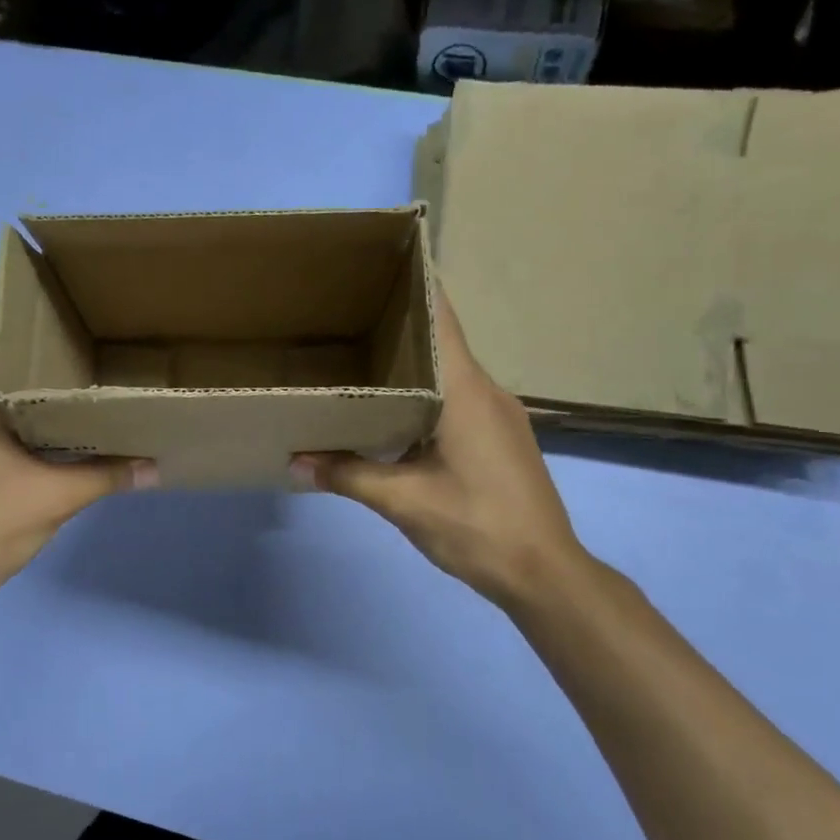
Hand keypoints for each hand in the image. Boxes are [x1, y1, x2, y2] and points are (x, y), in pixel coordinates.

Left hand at [0, 347, 155, 612]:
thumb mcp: (55, 498)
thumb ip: (107, 476)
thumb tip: (155, 466)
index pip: (3, 348)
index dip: (40, 332)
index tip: (79, 323)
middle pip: (9, 377)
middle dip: (51, 369)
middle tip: (99, 357)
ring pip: (5, 408)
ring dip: (41, 403)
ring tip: (90, 392)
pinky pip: (0, 432)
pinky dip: (29, 429)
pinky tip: (63, 437)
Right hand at [293, 288, 588, 609]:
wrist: (545, 573)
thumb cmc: (477, 526)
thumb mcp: (403, 501)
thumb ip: (348, 475)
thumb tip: (294, 462)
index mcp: (466, 390)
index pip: (442, 319)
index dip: (414, 287)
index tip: (377, 266)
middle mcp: (487, 390)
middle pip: (441, 342)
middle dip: (398, 326)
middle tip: (345, 315)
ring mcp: (500, 414)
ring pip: (450, 373)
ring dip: (411, 364)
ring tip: (360, 360)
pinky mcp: (503, 437)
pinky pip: (458, 398)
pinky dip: (426, 393)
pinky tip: (393, 411)